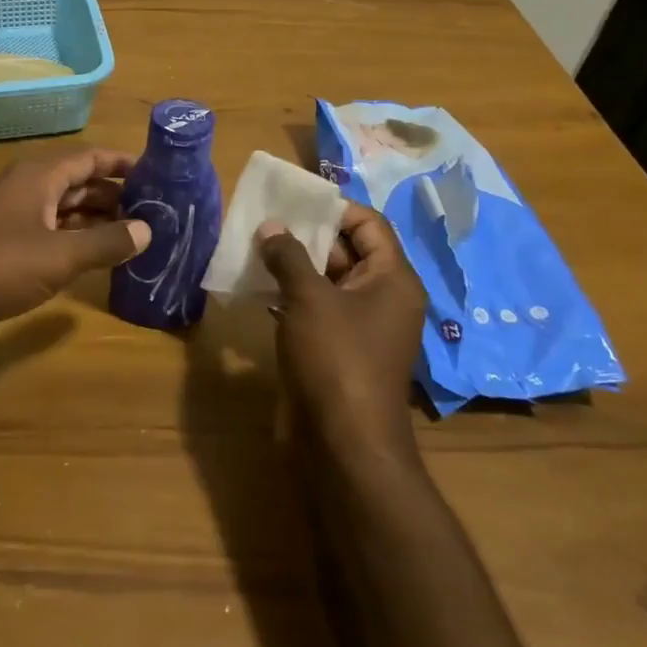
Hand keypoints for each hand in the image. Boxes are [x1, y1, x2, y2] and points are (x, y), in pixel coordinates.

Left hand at [0, 147, 152, 331]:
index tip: (158, 174)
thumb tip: (148, 230)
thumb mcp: (59, 256)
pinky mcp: (2, 241)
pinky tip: (94, 256)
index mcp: (40, 176)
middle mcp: (27, 186)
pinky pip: (49, 229)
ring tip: (134, 234)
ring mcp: (12, 214)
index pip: (91, 158)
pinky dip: (74, 237)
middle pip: (79, 181)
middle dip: (115, 194)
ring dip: (96, 218)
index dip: (123, 164)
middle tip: (155, 211)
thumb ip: (105, 243)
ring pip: (64, 207)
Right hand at [257, 203, 427, 467]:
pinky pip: (315, 308)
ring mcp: (360, 326)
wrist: (344, 445)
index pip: (369, 224)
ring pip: (327, 280)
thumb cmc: (336, 359)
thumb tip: (271, 227)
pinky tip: (257, 285)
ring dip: (293, 264)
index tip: (293, 201)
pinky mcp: (337, 349)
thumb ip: (288, 255)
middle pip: (347, 250)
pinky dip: (290, 294)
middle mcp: (382, 298)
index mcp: (392, 279)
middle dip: (306, 234)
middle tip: (265, 220)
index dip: (333, 208)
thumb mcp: (309, 298)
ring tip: (255, 247)